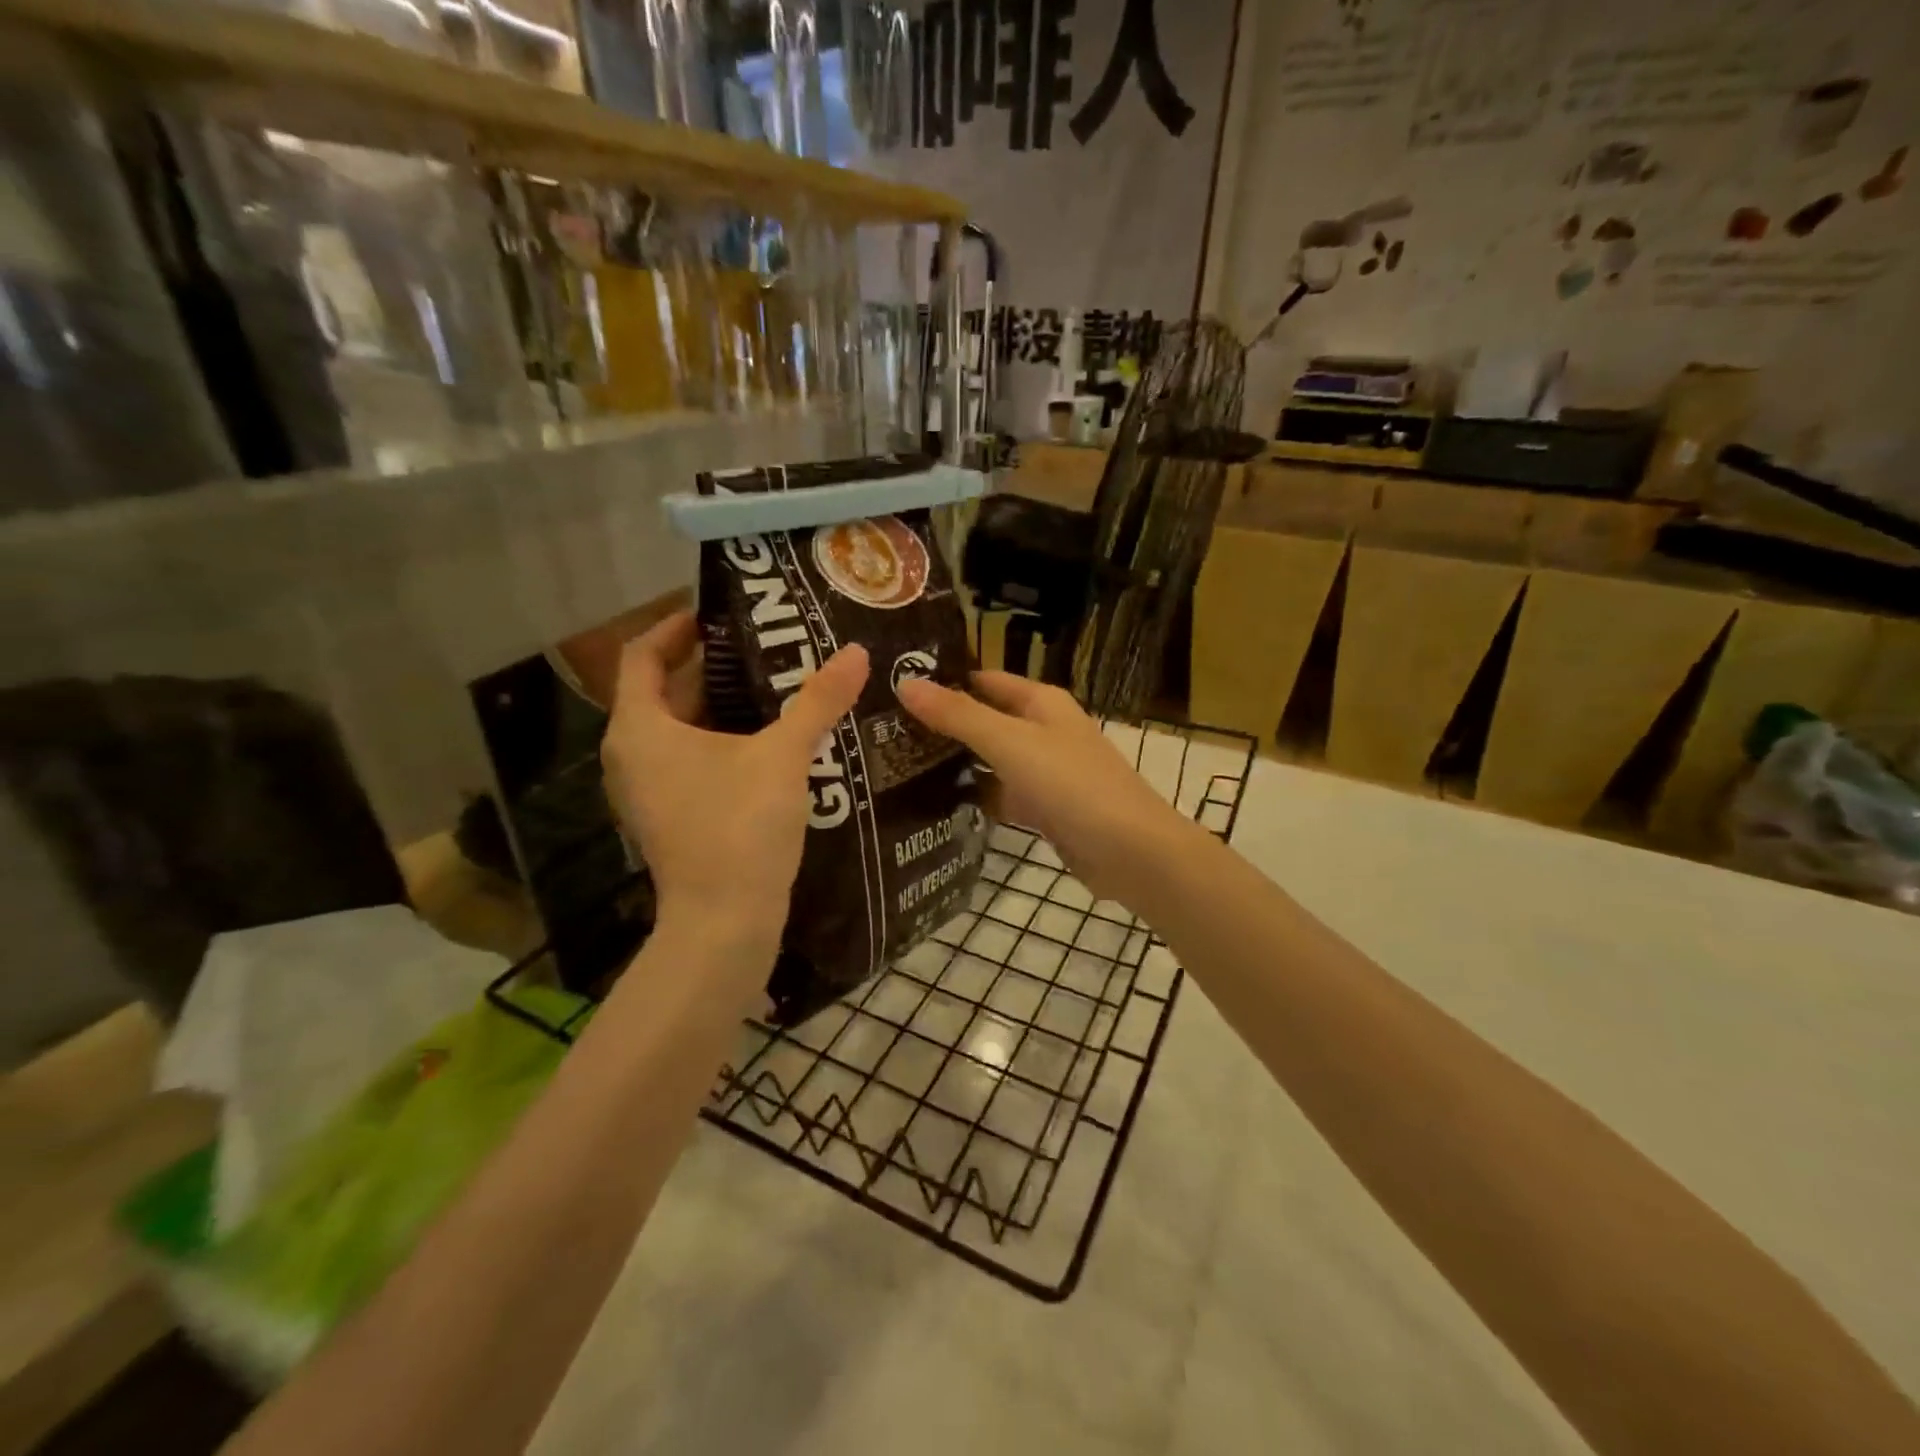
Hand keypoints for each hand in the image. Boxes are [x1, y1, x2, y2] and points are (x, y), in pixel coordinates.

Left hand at [601, 611, 867, 970]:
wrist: (724, 923)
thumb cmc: (739, 828)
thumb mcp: (783, 756)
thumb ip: (818, 701)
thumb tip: (855, 653)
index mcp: (640, 728)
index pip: (643, 655)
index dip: (677, 627)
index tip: (719, 613)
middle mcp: (632, 754)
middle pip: (665, 690)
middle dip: (714, 665)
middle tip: (767, 645)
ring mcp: (648, 790)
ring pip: (681, 729)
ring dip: (722, 705)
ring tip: (777, 685)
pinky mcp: (671, 815)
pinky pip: (690, 759)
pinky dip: (722, 740)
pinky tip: (770, 740)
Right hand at [896, 671, 1198, 906]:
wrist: (1131, 852)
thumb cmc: (1072, 784)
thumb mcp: (1010, 742)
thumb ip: (958, 715)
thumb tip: (905, 683)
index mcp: (1040, 702)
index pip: (982, 680)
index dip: (943, 680)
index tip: (892, 688)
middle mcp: (1042, 730)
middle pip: (984, 719)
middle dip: (942, 725)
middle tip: (883, 732)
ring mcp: (1044, 771)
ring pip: (990, 759)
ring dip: (956, 762)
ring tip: (897, 765)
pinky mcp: (1044, 808)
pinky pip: (1001, 794)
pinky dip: (977, 797)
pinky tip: (936, 805)